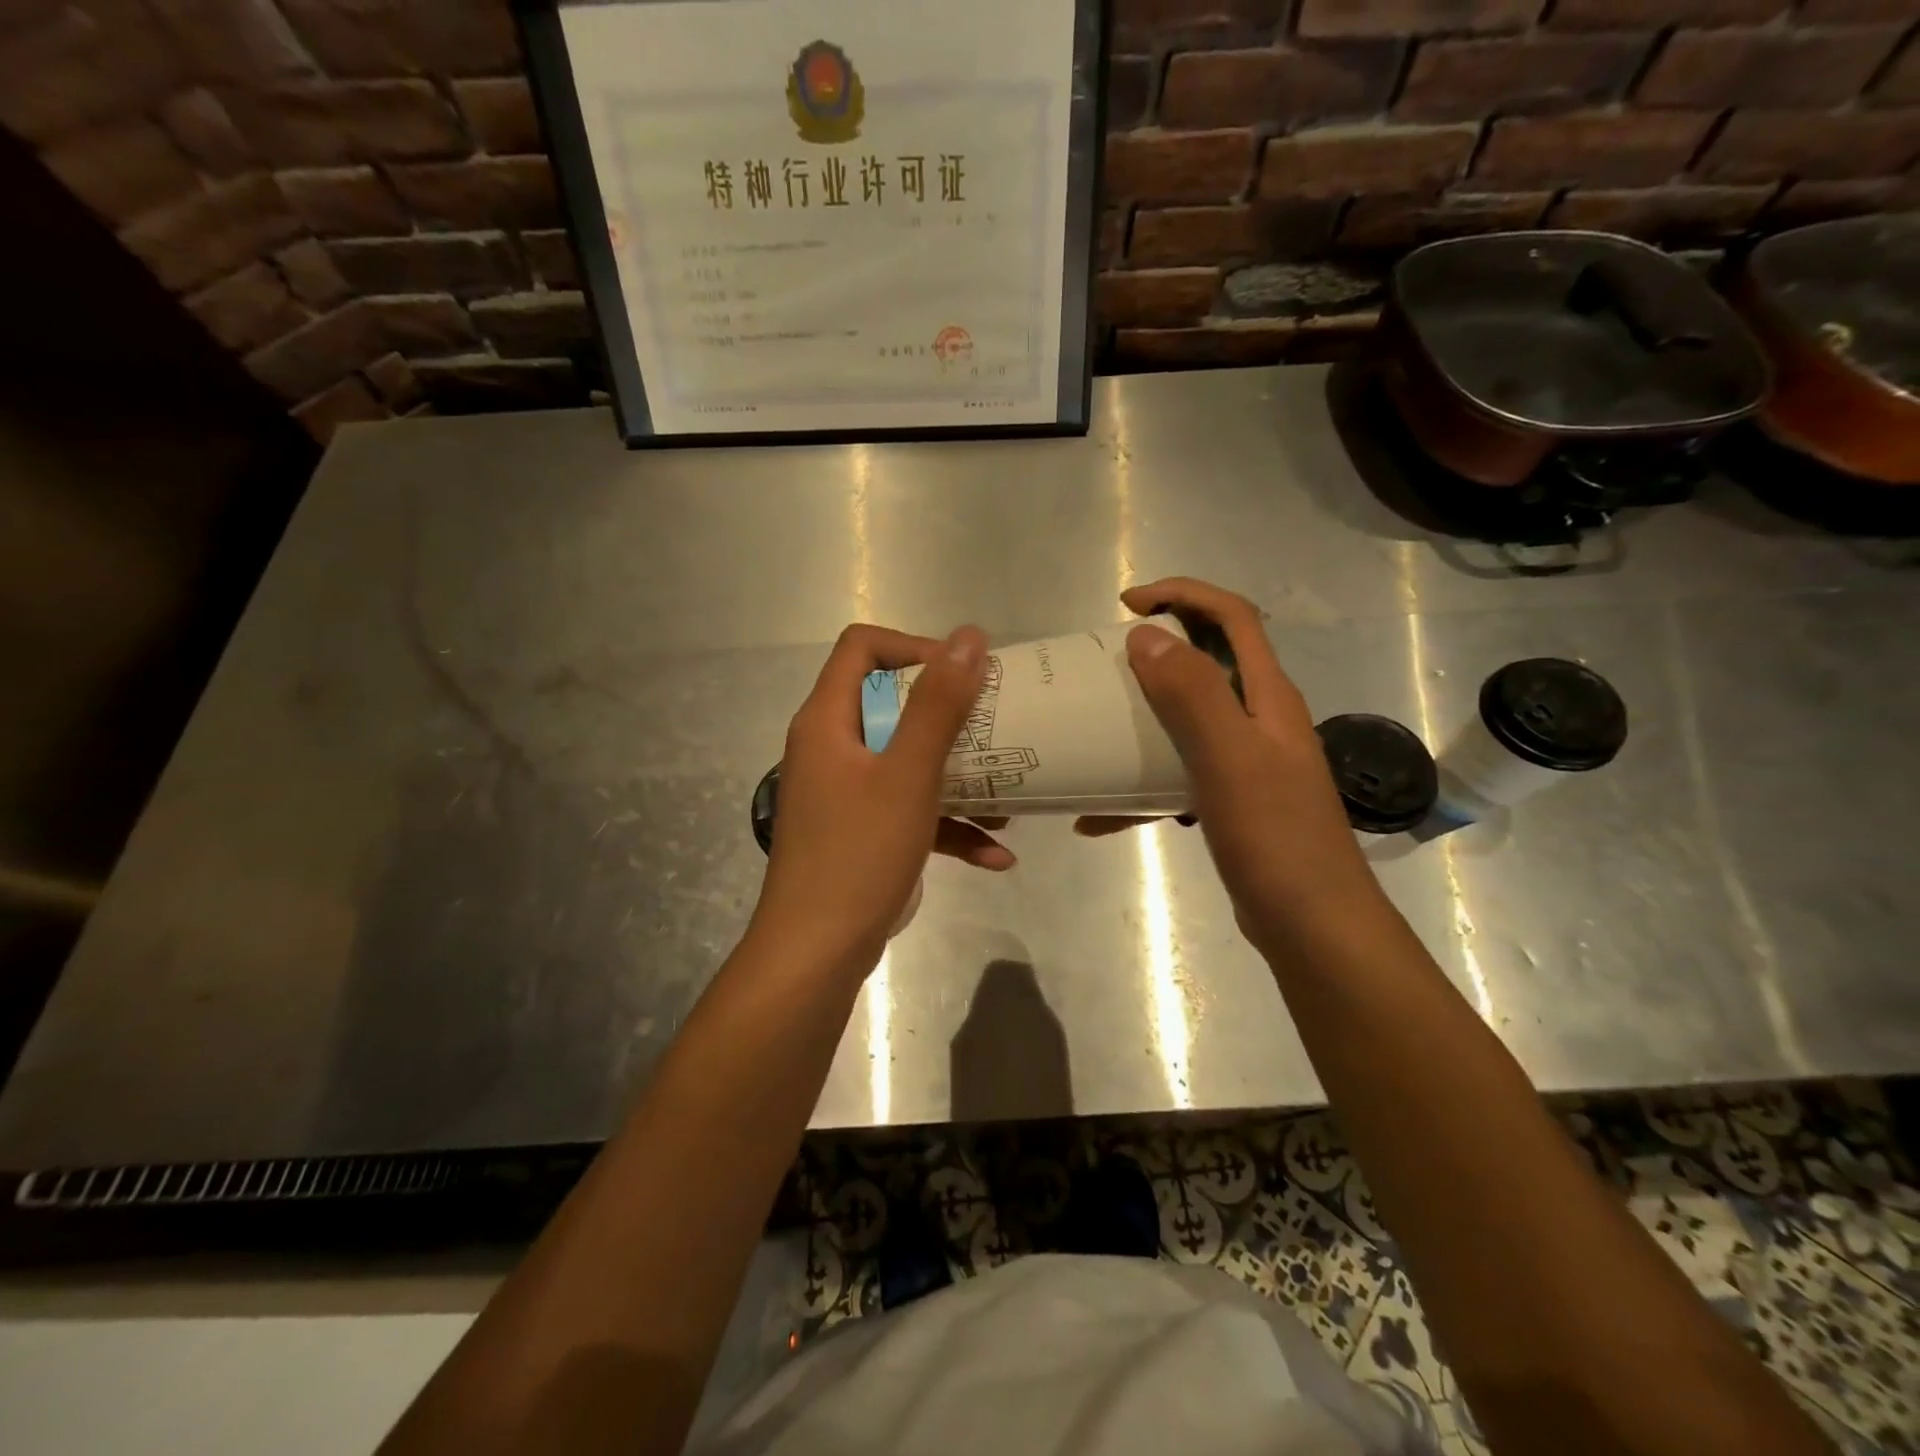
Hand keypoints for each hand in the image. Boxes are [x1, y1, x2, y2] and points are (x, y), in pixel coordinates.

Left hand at [749, 624, 1010, 973]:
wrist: (818, 953)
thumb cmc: (859, 853)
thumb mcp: (908, 774)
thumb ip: (938, 705)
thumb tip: (969, 636)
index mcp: (828, 721)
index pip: (861, 648)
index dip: (913, 647)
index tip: (961, 674)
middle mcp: (831, 748)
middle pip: (891, 703)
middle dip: (949, 715)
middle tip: (996, 724)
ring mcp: (846, 793)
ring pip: (906, 761)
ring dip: (958, 774)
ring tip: (1009, 791)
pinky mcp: (862, 831)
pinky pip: (908, 810)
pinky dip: (948, 825)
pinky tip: (997, 855)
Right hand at [1082, 579, 1380, 952]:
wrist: (1313, 927)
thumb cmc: (1275, 838)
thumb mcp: (1230, 758)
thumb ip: (1192, 694)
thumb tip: (1147, 636)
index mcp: (1268, 698)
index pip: (1233, 618)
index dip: (1184, 595)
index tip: (1128, 605)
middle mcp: (1261, 720)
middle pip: (1210, 662)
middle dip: (1158, 649)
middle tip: (1106, 664)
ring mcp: (1248, 763)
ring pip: (1190, 719)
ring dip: (1145, 715)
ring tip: (1098, 726)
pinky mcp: (1232, 801)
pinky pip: (1179, 775)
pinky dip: (1142, 786)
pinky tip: (1100, 816)